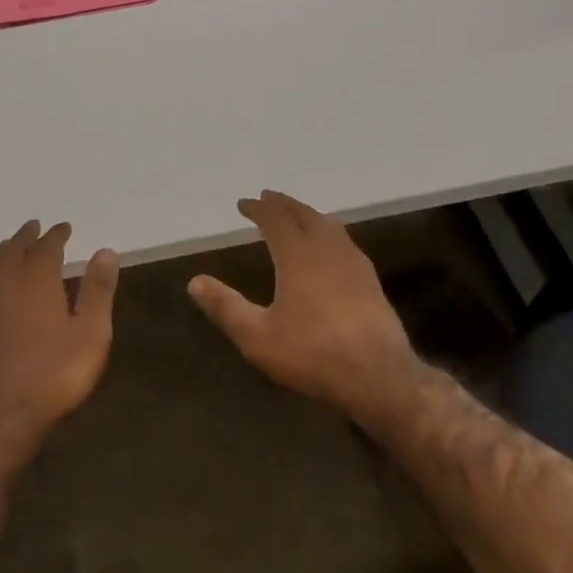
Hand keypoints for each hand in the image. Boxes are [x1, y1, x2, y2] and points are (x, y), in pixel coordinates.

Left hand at [0, 220, 119, 466]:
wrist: (0, 415)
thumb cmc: (54, 372)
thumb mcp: (91, 332)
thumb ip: (98, 290)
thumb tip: (106, 251)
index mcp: (37, 279)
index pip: (46, 247)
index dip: (56, 235)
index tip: (64, 227)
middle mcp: (6, 282)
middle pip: (14, 250)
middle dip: (26, 237)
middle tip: (35, 227)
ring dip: (4, 250)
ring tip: (11, 245)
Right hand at [188, 191, 417, 412]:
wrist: (378, 375)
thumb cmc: (312, 353)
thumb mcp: (258, 337)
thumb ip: (226, 307)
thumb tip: (194, 282)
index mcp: (298, 255)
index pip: (275, 219)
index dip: (258, 208)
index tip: (243, 203)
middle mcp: (327, 249)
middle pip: (304, 214)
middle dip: (283, 204)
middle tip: (268, 198)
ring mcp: (353, 262)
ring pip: (328, 224)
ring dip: (308, 214)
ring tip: (296, 215)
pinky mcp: (370, 279)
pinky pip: (344, 240)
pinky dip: (328, 231)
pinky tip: (329, 247)